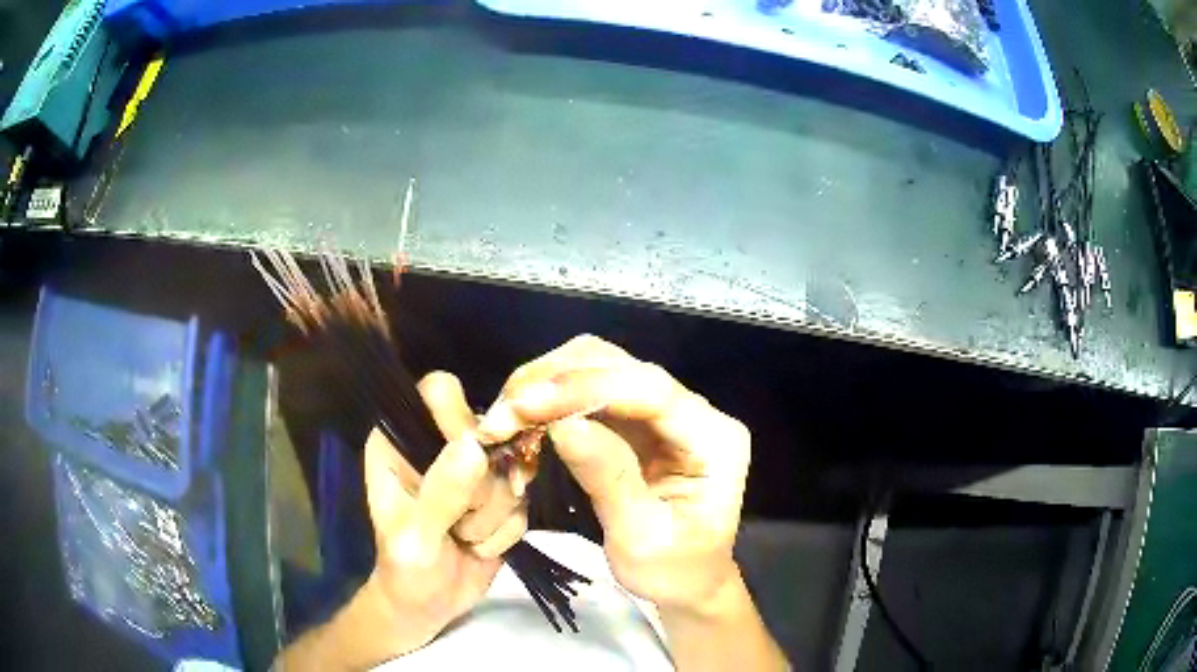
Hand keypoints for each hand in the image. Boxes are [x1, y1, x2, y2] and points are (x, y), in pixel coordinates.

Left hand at [279, 372, 528, 668]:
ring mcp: (473, 472)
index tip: (469, 463)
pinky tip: (479, 547)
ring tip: (463, 538)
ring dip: (493, 515)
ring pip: (512, 469)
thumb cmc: (404, 570)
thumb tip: (475, 446)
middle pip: (488, 431)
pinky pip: (524, 501)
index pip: (438, 394)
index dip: (459, 422)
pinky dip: (505, 531)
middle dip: (483, 488)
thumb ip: (441, 492)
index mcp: (400, 440)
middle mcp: (437, 445)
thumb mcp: (414, 536)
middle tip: (459, 524)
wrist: (426, 606)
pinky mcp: (499, 498)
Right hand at [478, 336, 750, 614]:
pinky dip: (553, 398)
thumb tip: (563, 425)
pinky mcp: (639, 420)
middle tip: (504, 413)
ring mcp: (665, 412)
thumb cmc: (671, 571)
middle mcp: (695, 412)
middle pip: (622, 366)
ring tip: (507, 414)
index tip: (526, 404)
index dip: (586, 388)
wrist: (685, 582)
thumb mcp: (640, 537)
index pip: (651, 390)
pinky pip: (591, 390)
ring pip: (602, 367)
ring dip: (549, 383)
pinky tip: (524, 417)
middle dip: (558, 382)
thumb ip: (608, 478)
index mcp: (714, 439)